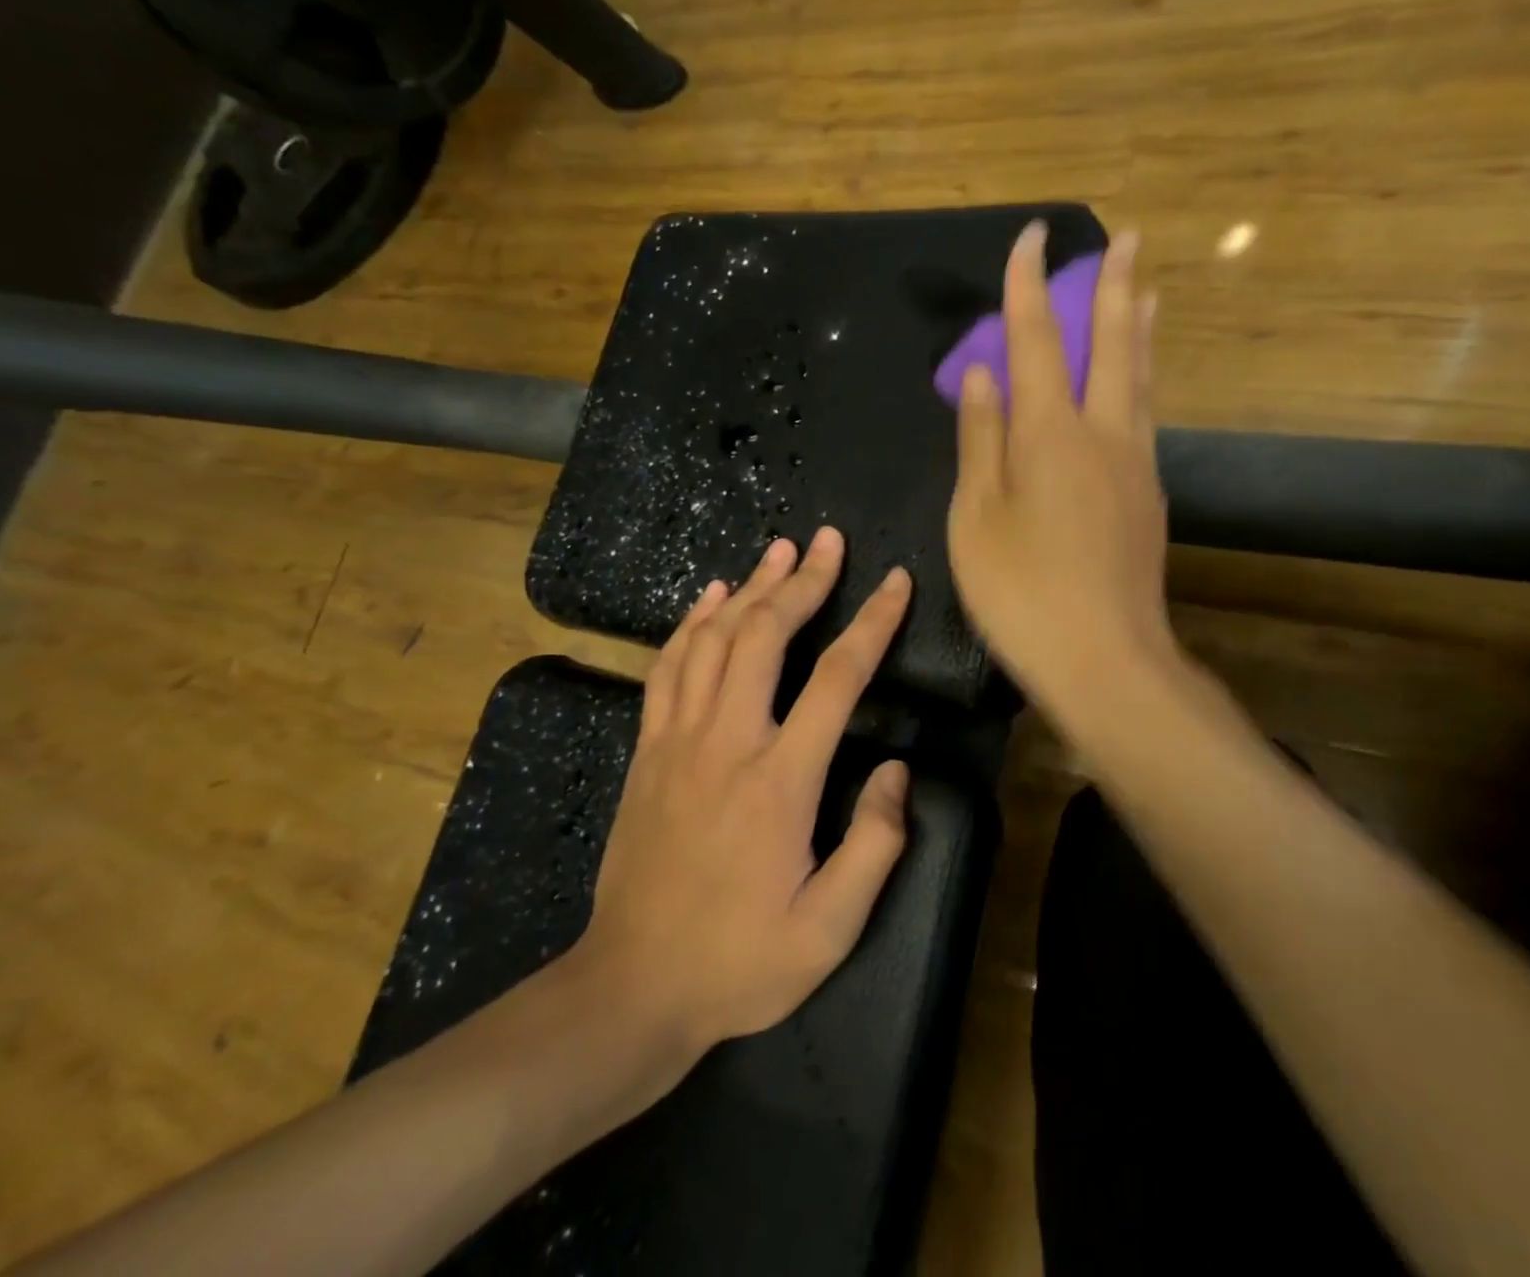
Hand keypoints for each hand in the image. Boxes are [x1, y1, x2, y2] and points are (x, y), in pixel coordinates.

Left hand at [557, 527, 913, 1055]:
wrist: (632, 988)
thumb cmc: (740, 960)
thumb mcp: (830, 928)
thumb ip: (875, 845)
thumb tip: (897, 770)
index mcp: (780, 779)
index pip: (837, 677)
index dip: (872, 622)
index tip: (895, 582)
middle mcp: (727, 741)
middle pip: (765, 635)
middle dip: (803, 580)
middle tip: (827, 540)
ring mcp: (678, 740)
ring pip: (713, 639)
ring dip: (750, 588)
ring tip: (779, 550)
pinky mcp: (648, 750)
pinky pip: (668, 667)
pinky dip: (691, 623)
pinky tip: (710, 596)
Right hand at [948, 221, 1173, 708]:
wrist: (1105, 659)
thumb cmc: (1022, 593)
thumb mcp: (977, 518)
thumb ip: (981, 440)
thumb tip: (982, 375)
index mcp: (1050, 434)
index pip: (1038, 340)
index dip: (1030, 285)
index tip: (1032, 237)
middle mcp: (1103, 434)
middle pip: (1111, 344)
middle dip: (1114, 286)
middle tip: (1126, 238)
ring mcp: (1135, 465)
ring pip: (1140, 379)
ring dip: (1139, 328)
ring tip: (1146, 292)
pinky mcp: (1148, 497)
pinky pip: (1144, 417)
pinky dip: (1140, 380)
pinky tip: (1136, 384)